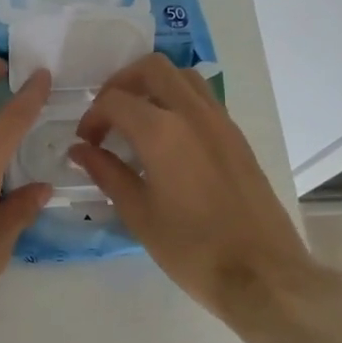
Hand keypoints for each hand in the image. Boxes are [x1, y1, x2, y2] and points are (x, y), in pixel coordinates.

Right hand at [69, 54, 336, 326]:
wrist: (262, 274)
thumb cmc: (192, 248)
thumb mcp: (138, 213)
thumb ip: (107, 173)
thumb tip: (80, 150)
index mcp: (162, 131)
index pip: (114, 101)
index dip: (92, 117)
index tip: (86, 143)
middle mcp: (192, 114)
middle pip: (152, 68)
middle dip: (122, 83)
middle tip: (108, 114)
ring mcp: (221, 122)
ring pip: (183, 77)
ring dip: (154, 86)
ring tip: (138, 119)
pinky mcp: (237, 137)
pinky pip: (203, 99)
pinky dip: (178, 101)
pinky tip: (168, 139)